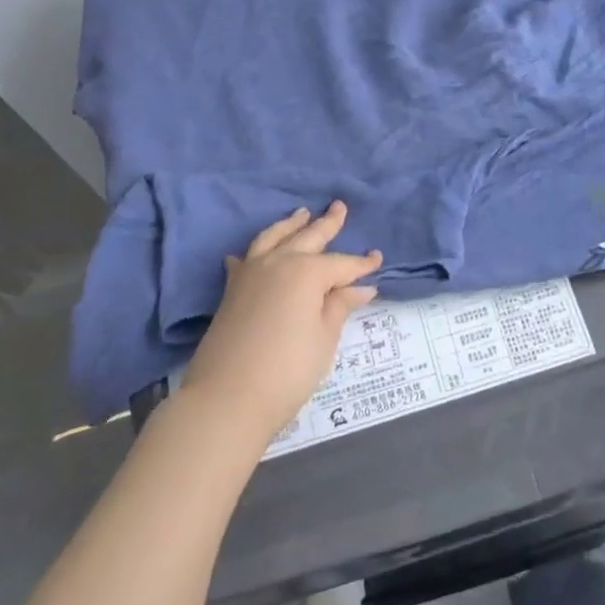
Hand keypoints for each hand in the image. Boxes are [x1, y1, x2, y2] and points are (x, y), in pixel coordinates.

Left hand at [180, 202, 382, 445]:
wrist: (226, 398)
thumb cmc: (287, 370)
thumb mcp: (324, 339)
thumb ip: (339, 307)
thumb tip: (360, 288)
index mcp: (307, 271)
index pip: (342, 264)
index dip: (361, 264)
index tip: (377, 259)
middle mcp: (279, 262)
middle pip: (308, 237)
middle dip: (327, 223)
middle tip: (339, 207)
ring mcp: (251, 272)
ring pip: (274, 237)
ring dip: (291, 225)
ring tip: (302, 213)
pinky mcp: (231, 289)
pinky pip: (245, 258)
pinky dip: (255, 251)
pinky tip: (255, 252)